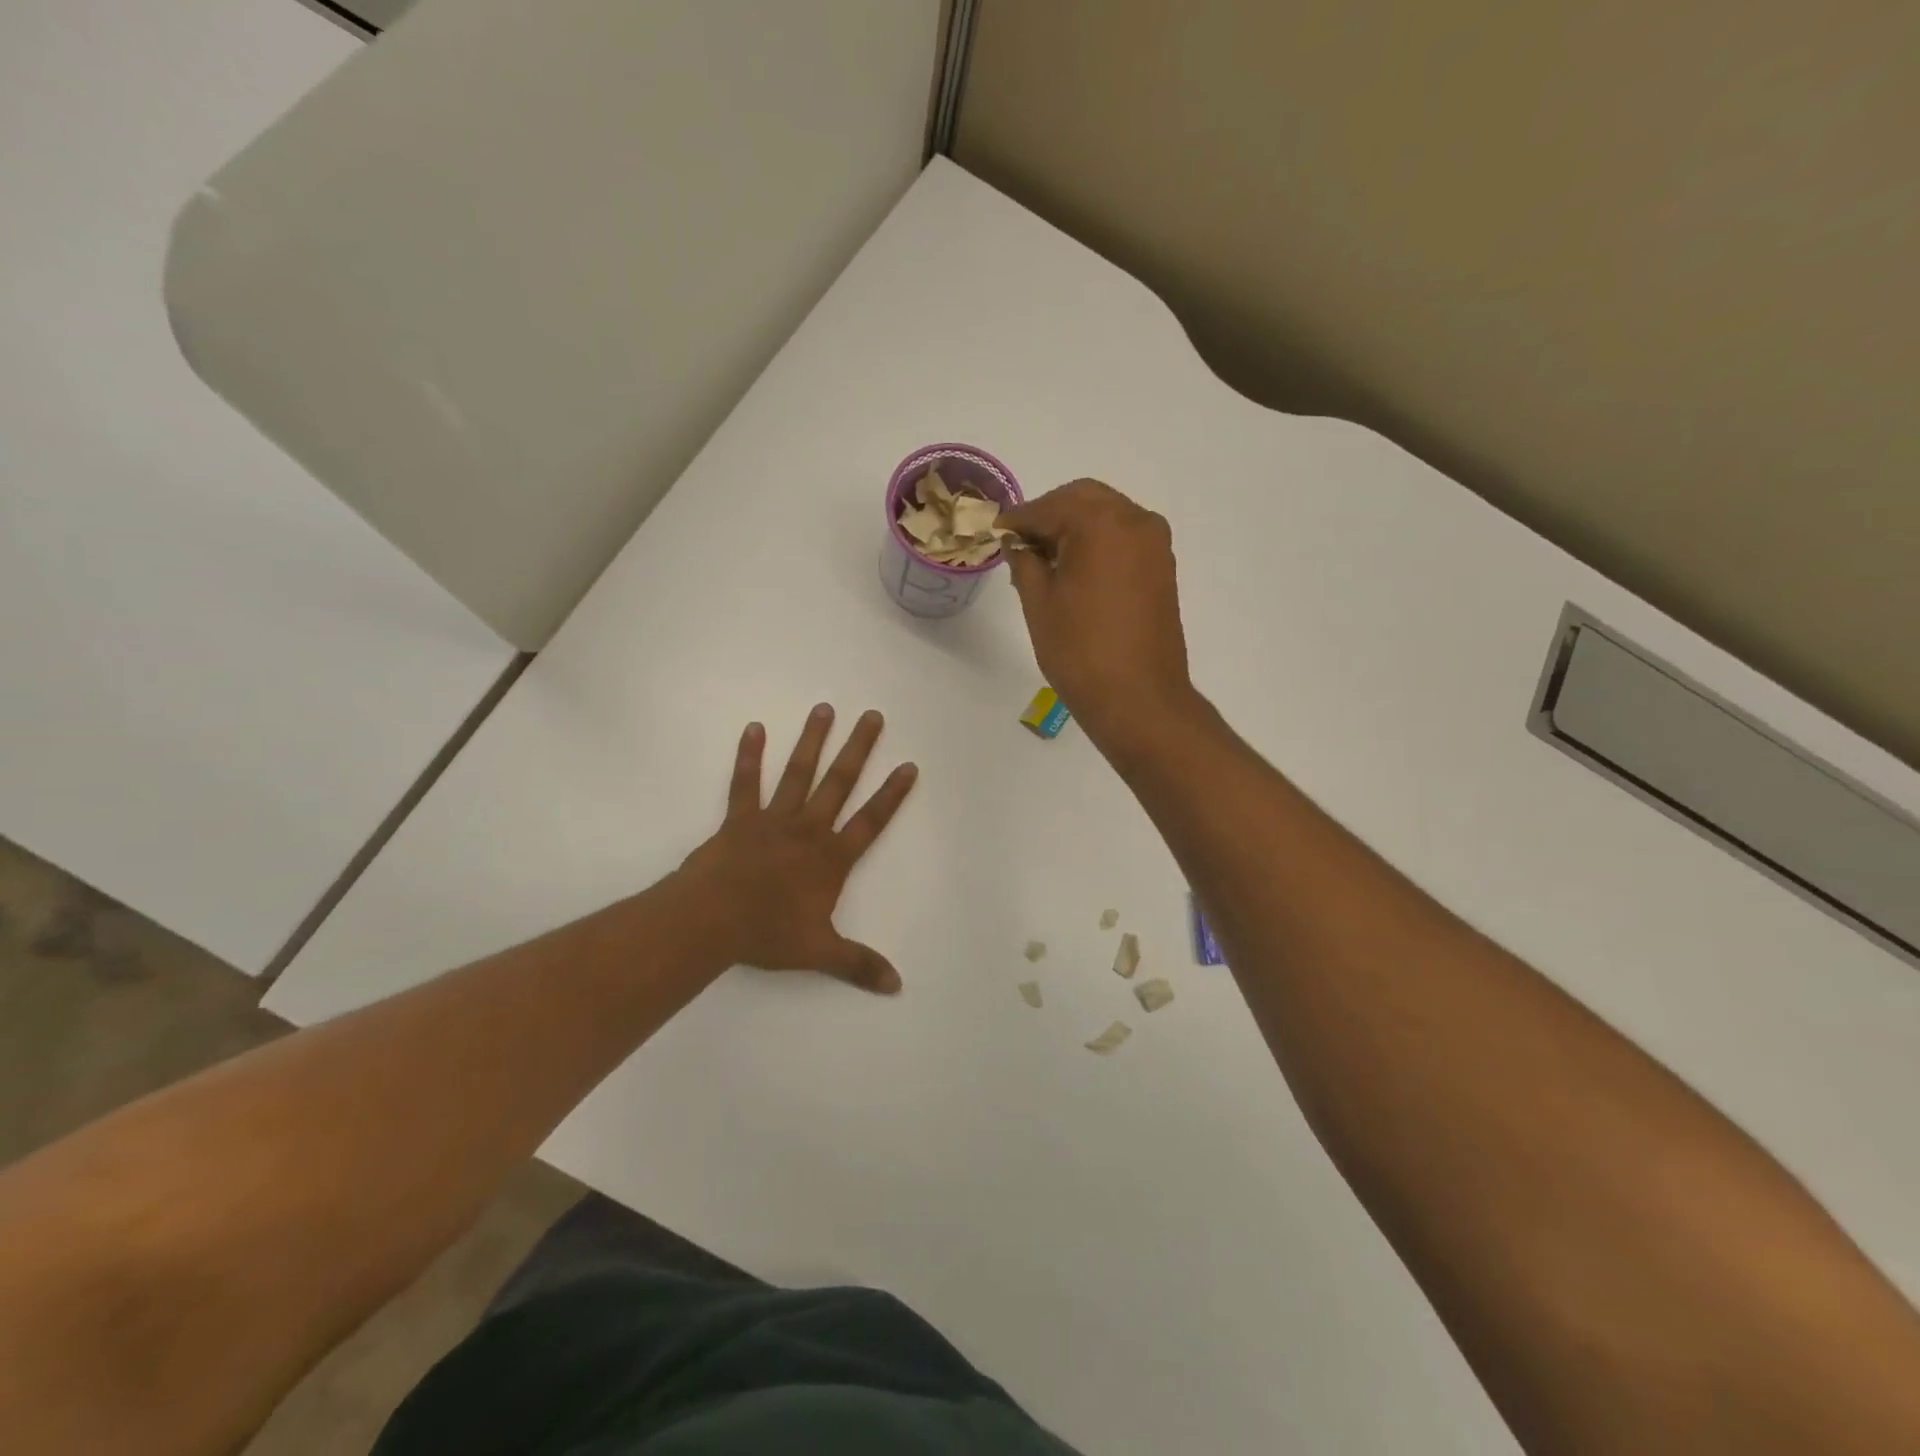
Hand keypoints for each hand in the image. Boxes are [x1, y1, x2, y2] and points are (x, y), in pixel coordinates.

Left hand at [679, 705, 917, 992]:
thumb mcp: (819, 952)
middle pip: (839, 783)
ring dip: (813, 740)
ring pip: (799, 773)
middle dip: (858, 749)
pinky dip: (749, 755)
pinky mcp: (740, 818)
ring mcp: (773, 819)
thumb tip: (897, 986)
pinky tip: (754, 728)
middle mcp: (808, 829)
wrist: (712, 920)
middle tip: (872, 716)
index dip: (892, 795)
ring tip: (825, 708)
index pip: (870, 821)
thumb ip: (858, 964)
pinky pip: (746, 782)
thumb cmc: (768, 933)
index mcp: (831, 858)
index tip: (908, 766)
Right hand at [998, 479, 1196, 752]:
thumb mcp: (1039, 603)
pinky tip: (1074, 570)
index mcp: (1101, 523)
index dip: (1018, 519)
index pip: (1050, 506)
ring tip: (1045, 560)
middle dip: (1049, 515)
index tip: (996, 532)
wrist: (1139, 699)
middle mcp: (1135, 520)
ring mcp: (1155, 543)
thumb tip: (1018, 542)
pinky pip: (1124, 537)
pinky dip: (1097, 542)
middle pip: (1084, 499)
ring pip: (1107, 515)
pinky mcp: (1162, 567)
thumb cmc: (1080, 651)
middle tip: (1020, 543)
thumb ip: (1024, 561)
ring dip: (1075, 526)